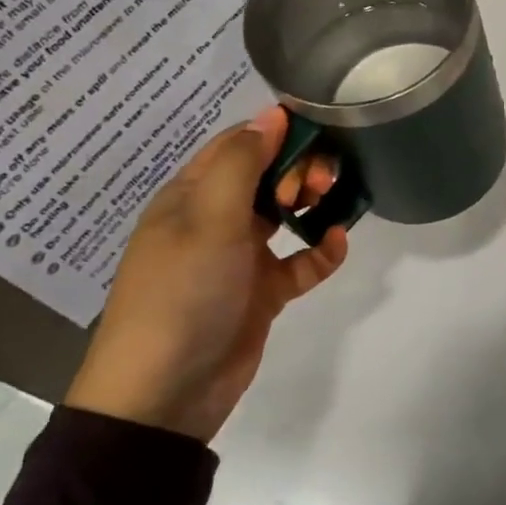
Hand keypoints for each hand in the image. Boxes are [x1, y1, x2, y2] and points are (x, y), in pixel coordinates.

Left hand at [66, 107, 348, 441]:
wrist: (167, 391)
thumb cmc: (183, 291)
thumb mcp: (210, 219)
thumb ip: (243, 163)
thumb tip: (273, 113)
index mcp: (192, 196)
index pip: (238, 146)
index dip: (276, 132)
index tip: (319, 129)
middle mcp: (216, 220)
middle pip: (267, 177)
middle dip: (300, 168)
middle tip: (321, 180)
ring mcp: (241, 257)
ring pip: (287, 215)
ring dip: (314, 203)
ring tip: (333, 201)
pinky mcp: (264, 291)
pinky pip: (302, 261)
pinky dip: (323, 250)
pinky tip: (339, 243)